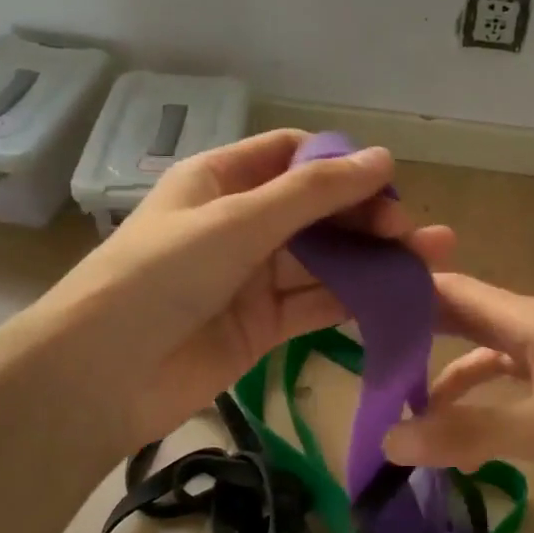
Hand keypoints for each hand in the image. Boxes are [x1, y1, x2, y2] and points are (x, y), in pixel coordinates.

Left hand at [15, 129, 453, 452]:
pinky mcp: (264, 326)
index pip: (291, 156)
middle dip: (366, 216)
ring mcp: (252, 277)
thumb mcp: (237, 222)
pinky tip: (400, 296)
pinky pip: (317, 304)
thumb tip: (383, 158)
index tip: (386, 182)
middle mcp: (240, 224)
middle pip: (316, 210)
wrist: (102, 376)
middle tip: (414, 232)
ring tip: (431, 259)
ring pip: (325, 260)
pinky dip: (356, 300)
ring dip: (373, 259)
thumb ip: (312, 194)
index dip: (340, 163)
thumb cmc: (161, 276)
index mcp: (221, 181)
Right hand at [383, 273, 533, 520]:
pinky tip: (467, 435)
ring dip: (447, 378)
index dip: (401, 290)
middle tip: (360, 357)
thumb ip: (468, 432)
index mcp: (528, 319)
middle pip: (463, 319)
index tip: (349, 303)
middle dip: (414, 333)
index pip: (449, 289)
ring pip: (487, 359)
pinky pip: (513, 390)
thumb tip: (386, 442)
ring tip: (402, 409)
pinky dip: (484, 405)